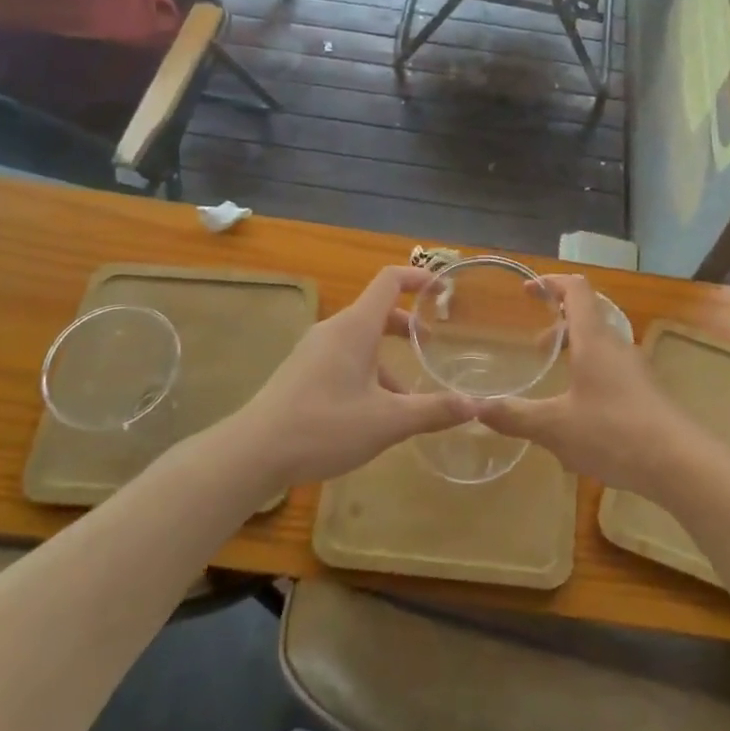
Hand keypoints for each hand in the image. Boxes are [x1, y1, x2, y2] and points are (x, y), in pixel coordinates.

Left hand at [231, 267, 474, 491]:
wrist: (253, 452)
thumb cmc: (324, 426)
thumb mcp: (387, 421)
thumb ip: (433, 411)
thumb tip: (475, 406)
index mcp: (355, 327)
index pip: (389, 281)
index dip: (418, 277)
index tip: (443, 289)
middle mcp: (333, 330)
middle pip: (376, 312)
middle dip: (406, 325)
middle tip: (431, 345)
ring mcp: (313, 351)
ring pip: (360, 341)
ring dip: (387, 358)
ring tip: (409, 397)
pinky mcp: (301, 373)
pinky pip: (343, 359)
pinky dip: (367, 372)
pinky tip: (374, 414)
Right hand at [474, 275, 703, 496]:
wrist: (679, 463)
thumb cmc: (613, 432)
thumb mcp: (554, 427)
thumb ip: (514, 416)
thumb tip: (475, 408)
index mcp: (594, 339)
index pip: (576, 290)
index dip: (550, 283)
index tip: (526, 290)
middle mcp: (617, 345)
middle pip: (589, 316)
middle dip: (559, 322)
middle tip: (535, 345)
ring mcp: (636, 369)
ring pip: (601, 345)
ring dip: (576, 350)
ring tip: (555, 378)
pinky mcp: (646, 393)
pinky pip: (613, 370)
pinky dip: (590, 374)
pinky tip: (580, 413)